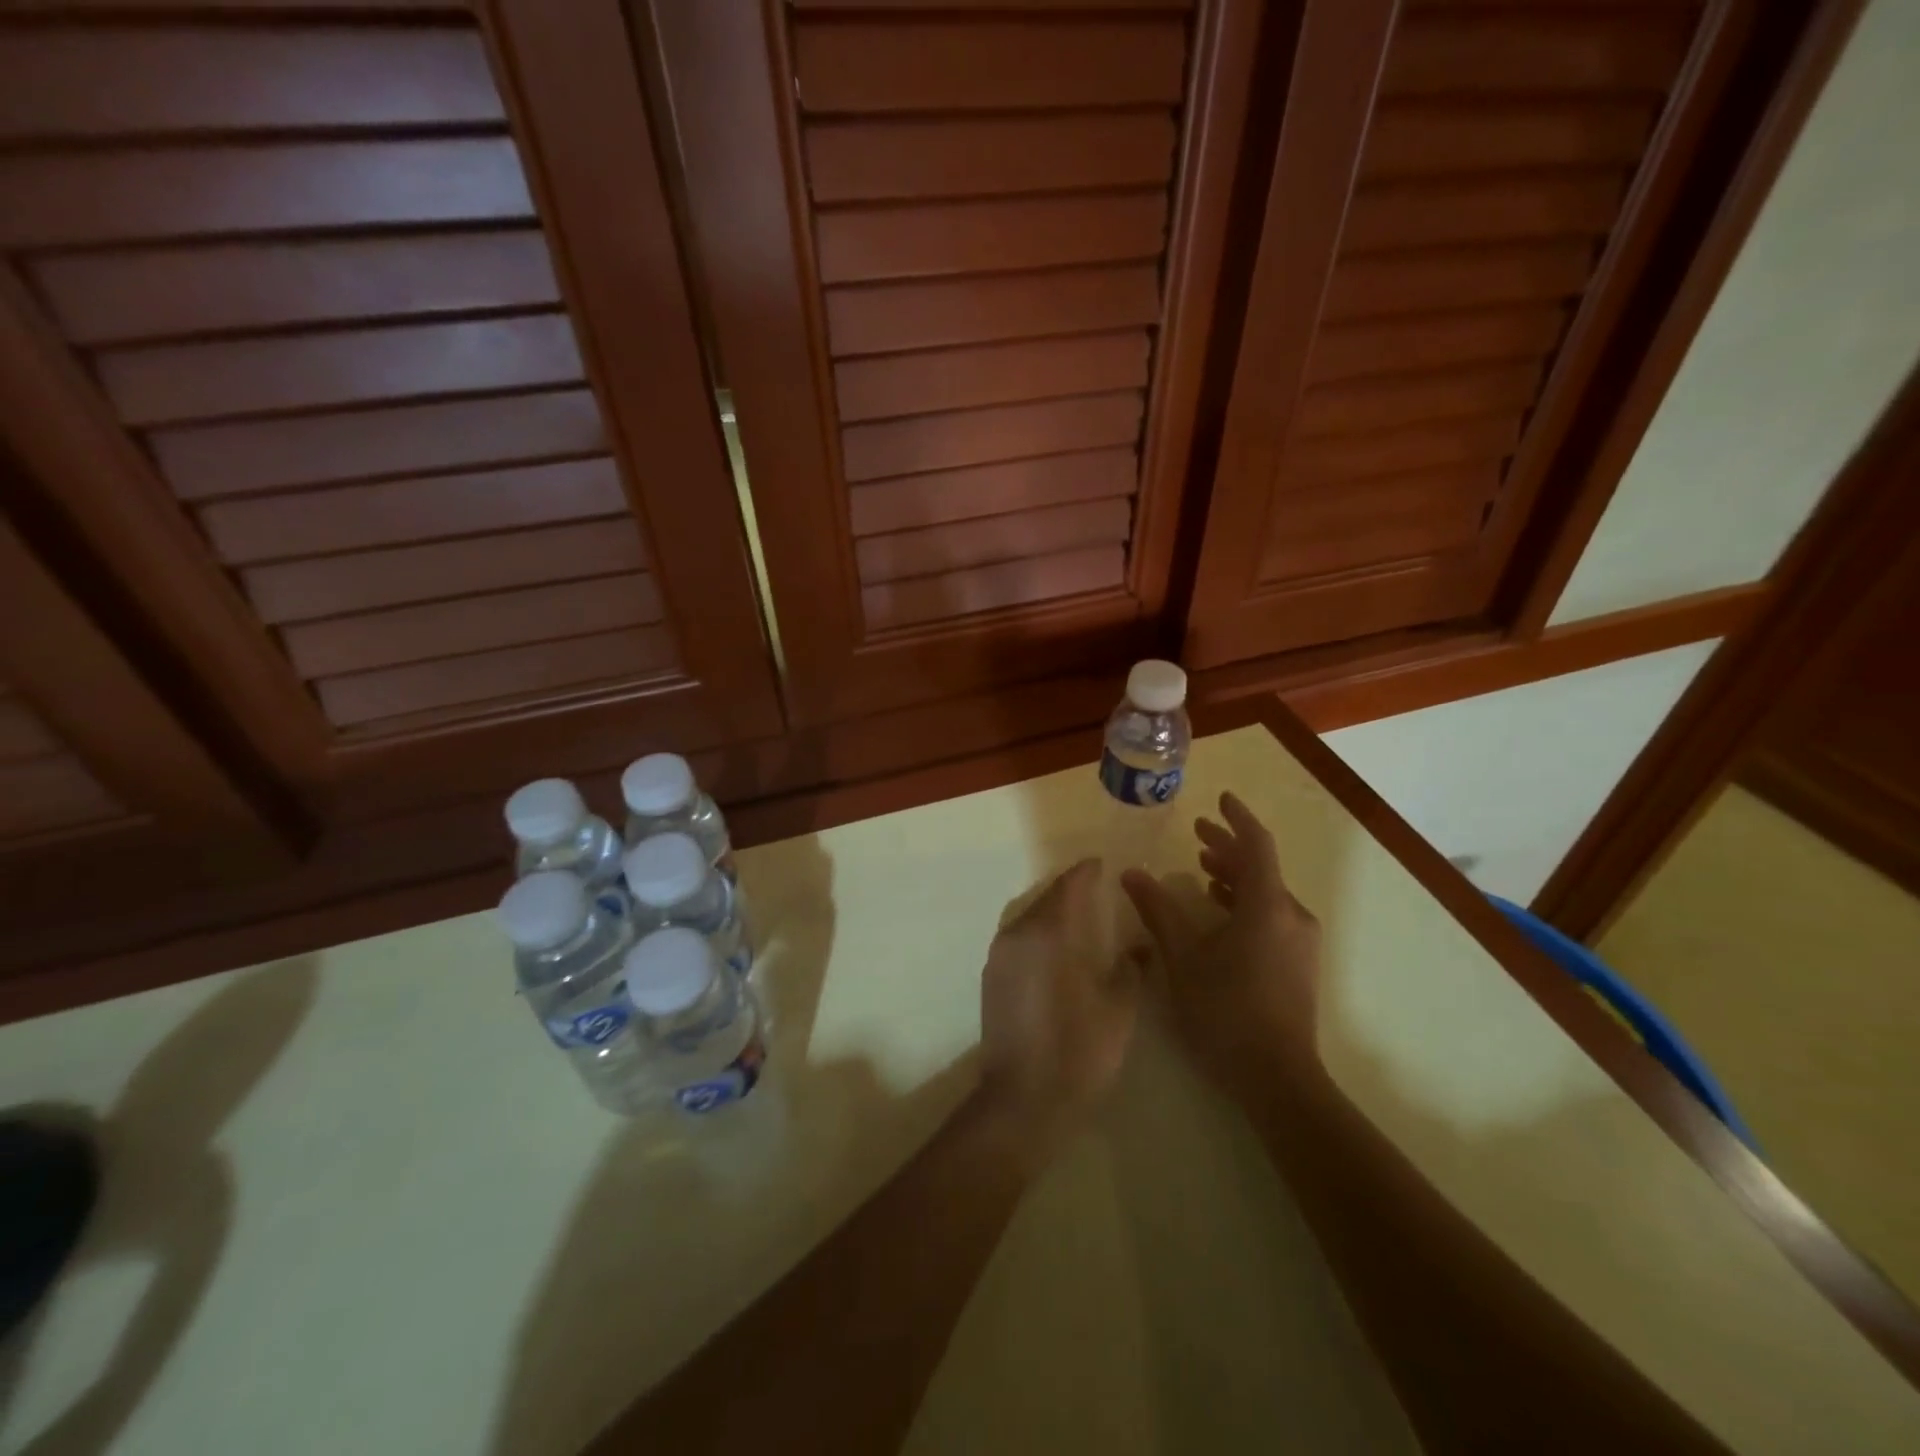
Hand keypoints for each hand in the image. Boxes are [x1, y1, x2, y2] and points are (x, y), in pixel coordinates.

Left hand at [976, 859, 1140, 1156]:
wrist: (1024, 1099)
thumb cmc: (1079, 1050)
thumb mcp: (1119, 1008)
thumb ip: (1129, 968)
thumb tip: (1138, 946)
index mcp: (1050, 933)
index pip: (1069, 887)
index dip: (1086, 872)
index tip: (1101, 863)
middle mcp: (1018, 934)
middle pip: (1046, 898)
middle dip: (1070, 890)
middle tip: (1095, 889)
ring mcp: (999, 955)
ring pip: (1029, 917)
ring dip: (1052, 911)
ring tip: (1078, 917)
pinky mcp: (991, 977)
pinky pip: (1018, 938)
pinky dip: (1038, 933)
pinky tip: (1056, 949)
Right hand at [1121, 793, 1323, 1104]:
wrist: (1277, 1078)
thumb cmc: (1225, 1011)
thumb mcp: (1183, 958)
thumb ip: (1158, 911)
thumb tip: (1131, 873)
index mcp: (1267, 906)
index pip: (1256, 845)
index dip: (1237, 818)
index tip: (1220, 798)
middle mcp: (1291, 916)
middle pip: (1261, 867)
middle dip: (1228, 847)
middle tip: (1197, 833)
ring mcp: (1299, 942)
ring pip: (1266, 893)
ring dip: (1235, 875)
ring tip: (1202, 869)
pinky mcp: (1298, 964)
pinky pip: (1271, 915)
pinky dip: (1245, 901)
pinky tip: (1219, 912)